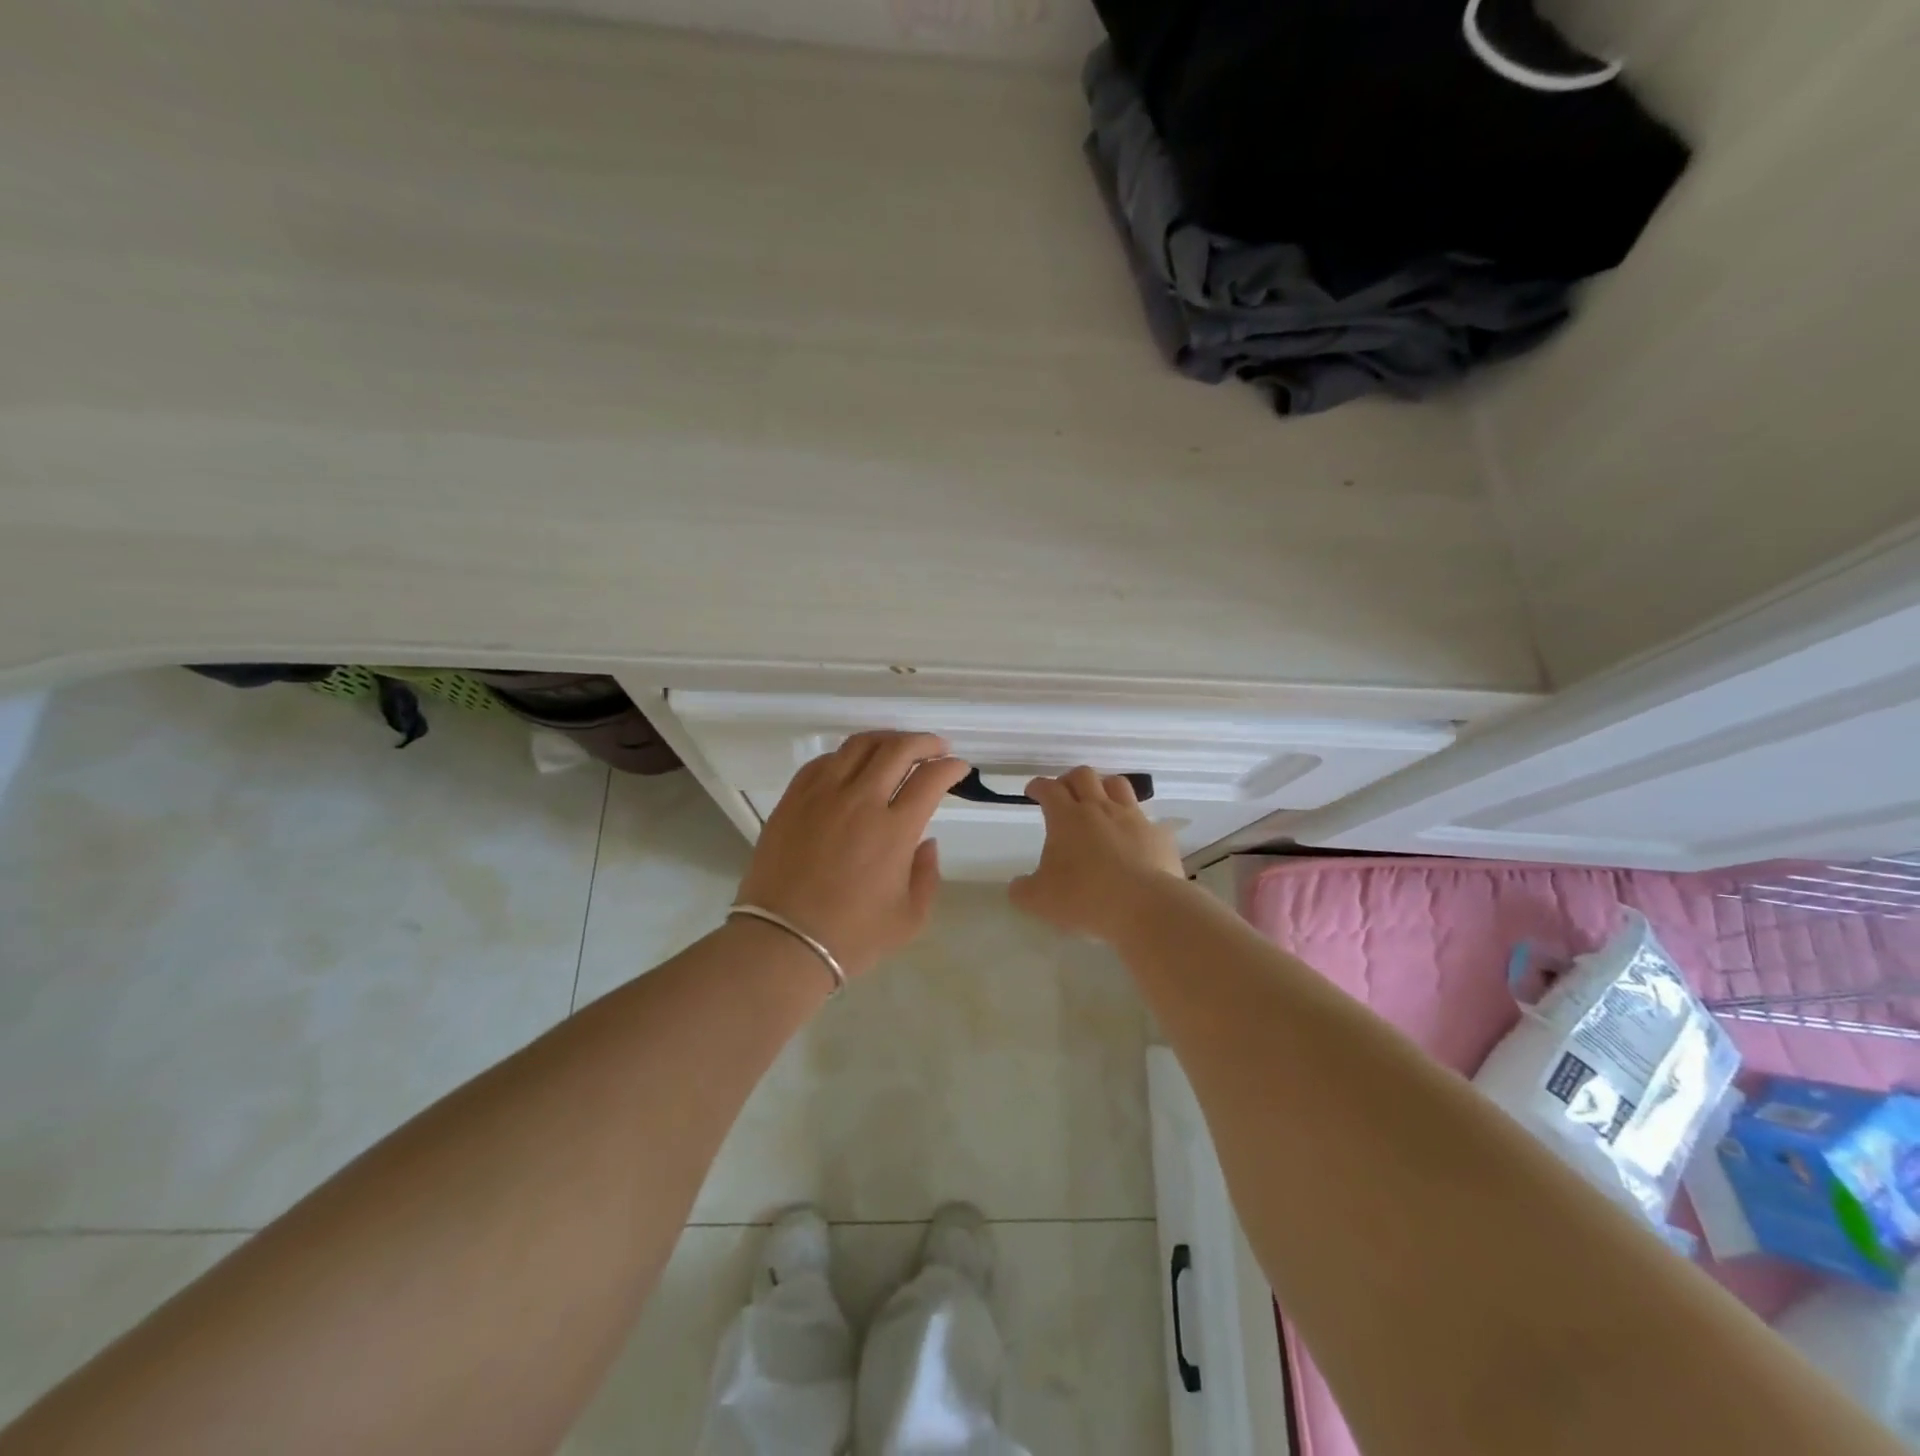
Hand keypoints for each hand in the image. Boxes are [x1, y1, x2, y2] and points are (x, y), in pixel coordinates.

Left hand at [735, 731, 970, 977]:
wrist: (782, 943)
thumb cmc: (851, 937)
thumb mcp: (909, 918)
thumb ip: (927, 875)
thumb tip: (926, 842)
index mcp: (894, 829)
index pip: (931, 778)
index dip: (951, 766)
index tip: (958, 768)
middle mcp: (860, 801)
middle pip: (897, 749)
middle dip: (925, 742)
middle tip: (937, 747)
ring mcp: (822, 795)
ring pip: (859, 745)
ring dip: (886, 739)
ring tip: (898, 747)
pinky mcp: (793, 799)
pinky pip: (823, 761)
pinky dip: (846, 755)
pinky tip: (853, 765)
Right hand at [1009, 766, 1184, 940]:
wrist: (1145, 907)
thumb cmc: (1085, 898)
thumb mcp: (1039, 900)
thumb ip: (1023, 890)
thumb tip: (1017, 887)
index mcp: (1067, 818)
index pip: (1049, 789)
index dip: (1038, 786)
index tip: (1033, 791)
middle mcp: (1100, 809)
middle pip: (1084, 775)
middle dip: (1070, 779)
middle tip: (1064, 793)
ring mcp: (1133, 818)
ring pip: (1118, 784)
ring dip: (1104, 787)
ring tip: (1099, 802)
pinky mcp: (1159, 835)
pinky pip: (1147, 819)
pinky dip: (1136, 823)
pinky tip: (1133, 838)